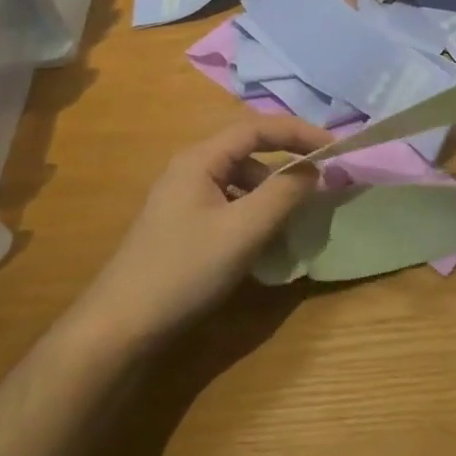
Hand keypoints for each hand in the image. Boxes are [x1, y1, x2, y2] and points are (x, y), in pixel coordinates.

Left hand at [72, 117, 330, 352]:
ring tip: (296, 214)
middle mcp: (190, 169)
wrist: (120, 327)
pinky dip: (254, 211)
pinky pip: (229, 203)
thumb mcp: (243, 231)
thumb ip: (283, 194)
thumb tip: (314, 169)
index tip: (334, 149)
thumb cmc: (184, 270)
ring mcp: (183, 197)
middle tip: (321, 178)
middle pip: (248, 150)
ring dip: (271, 189)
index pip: (257, 128)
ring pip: (239, 179)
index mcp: (200, 159)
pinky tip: (264, 237)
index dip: (299, 132)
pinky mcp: (182, 225)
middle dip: (287, 160)